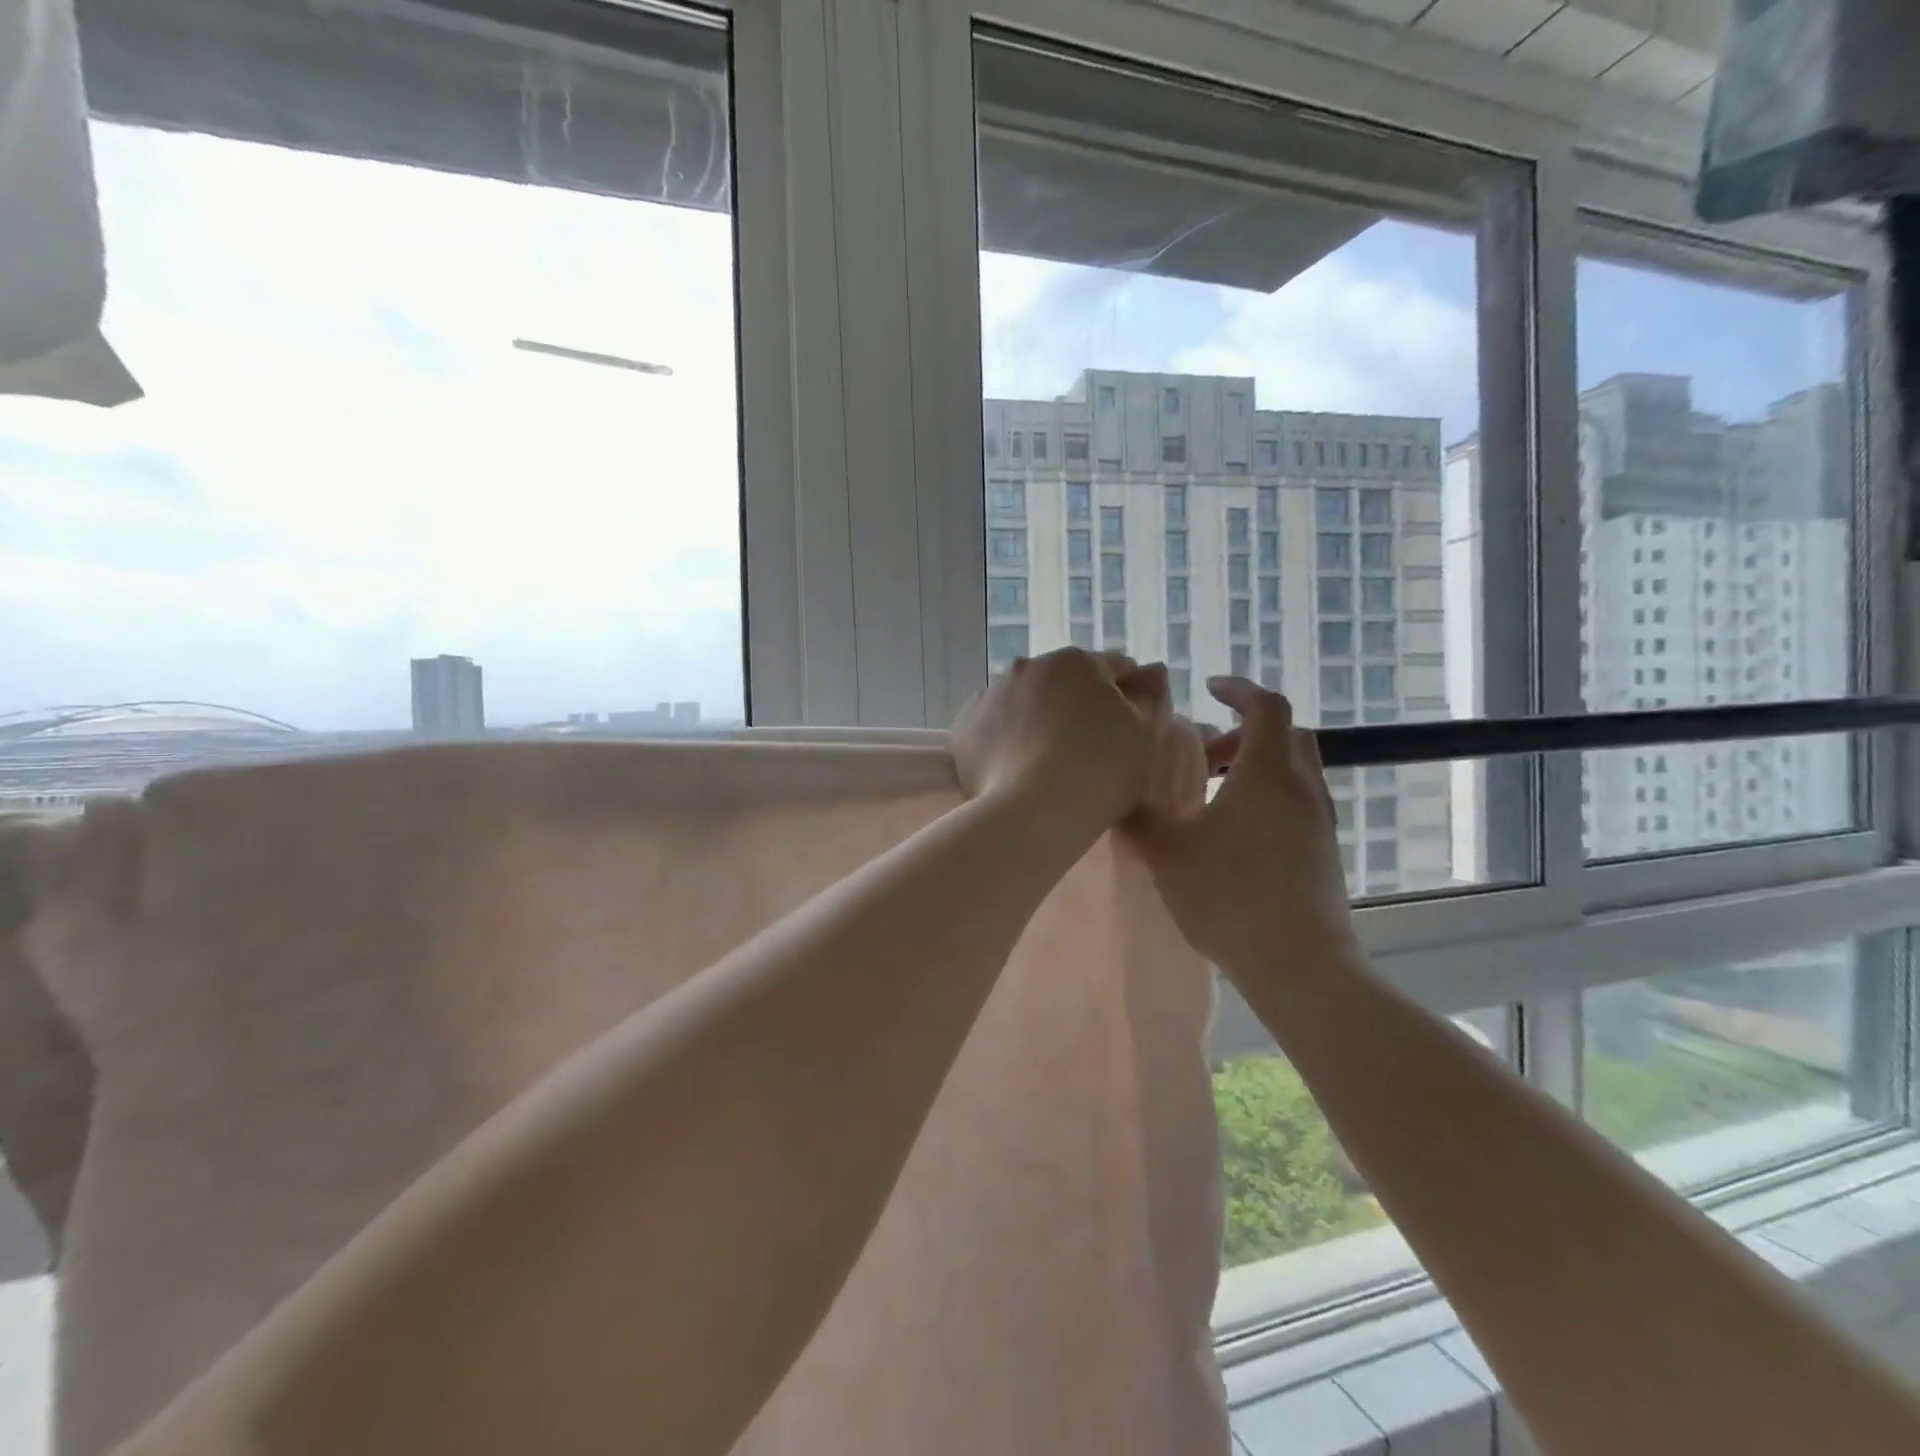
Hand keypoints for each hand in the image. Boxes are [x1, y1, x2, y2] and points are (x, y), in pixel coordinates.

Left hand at [951, 648, 1175, 830]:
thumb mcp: (1147, 734)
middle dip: (1076, 705)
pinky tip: (1017, 769)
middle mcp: (1027, 666)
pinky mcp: (964, 727)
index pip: (1113, 669)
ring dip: (1038, 720)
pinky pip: (994, 729)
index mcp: (1075, 661)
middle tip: (1088, 750)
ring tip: (1047, 763)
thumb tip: (1151, 672)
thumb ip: (1150, 696)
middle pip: (1063, 684)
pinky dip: (1006, 741)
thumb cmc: (1102, 771)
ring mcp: (990, 695)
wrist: (1034, 812)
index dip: (1129, 697)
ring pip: (1024, 704)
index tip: (1131, 728)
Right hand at [1125, 677, 1356, 972]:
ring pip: (1294, 768)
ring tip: (1215, 794)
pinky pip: (1298, 799)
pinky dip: (1269, 794)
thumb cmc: (1229, 896)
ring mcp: (1320, 819)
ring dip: (1257, 764)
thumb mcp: (1167, 853)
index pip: (1267, 706)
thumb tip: (1117, 792)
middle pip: (1286, 733)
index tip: (1210, 689)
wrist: (1299, 964)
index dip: (1239, 689)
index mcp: (1267, 773)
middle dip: (1245, 730)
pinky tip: (1236, 832)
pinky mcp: (1324, 849)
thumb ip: (1138, 816)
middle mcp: (1302, 786)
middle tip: (1206, 754)